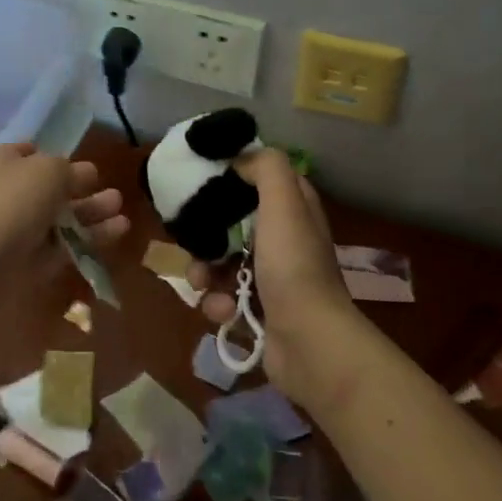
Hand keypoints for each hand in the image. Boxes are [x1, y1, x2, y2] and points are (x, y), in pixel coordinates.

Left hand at [0, 142, 128, 288]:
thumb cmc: (15, 199)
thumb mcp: (50, 169)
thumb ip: (71, 170)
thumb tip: (84, 174)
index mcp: (0, 162)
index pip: (18, 153)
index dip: (41, 153)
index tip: (68, 157)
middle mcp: (7, 193)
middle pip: (47, 188)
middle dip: (79, 187)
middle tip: (107, 187)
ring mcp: (18, 229)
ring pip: (60, 218)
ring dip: (90, 211)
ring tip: (119, 208)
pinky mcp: (31, 261)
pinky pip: (66, 246)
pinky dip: (90, 237)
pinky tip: (119, 229)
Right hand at [189, 149, 357, 404]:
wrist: (309, 342)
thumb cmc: (293, 266)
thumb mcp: (284, 202)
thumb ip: (266, 168)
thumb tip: (240, 158)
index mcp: (293, 210)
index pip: (259, 179)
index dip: (232, 176)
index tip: (200, 179)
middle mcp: (283, 239)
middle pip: (231, 222)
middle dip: (206, 233)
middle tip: (192, 238)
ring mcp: (270, 277)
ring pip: (220, 261)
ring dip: (203, 271)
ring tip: (201, 283)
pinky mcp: (257, 310)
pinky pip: (222, 297)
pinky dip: (217, 303)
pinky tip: (223, 311)